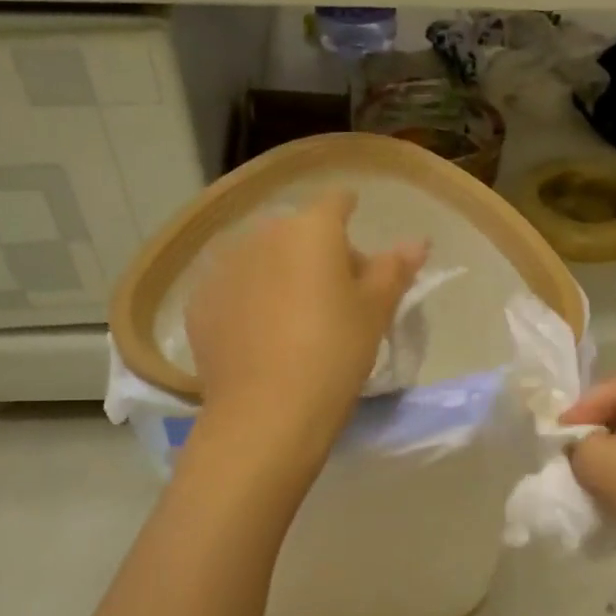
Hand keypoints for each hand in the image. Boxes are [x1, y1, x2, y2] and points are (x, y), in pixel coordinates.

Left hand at [186, 189, 427, 444]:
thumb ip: (394, 269)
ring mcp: (224, 267)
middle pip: (297, 232)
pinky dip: (249, 300)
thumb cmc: (334, 353)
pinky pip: (234, 288)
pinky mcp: (199, 302)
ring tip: (294, 318)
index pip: (336, 202)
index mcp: (311, 229)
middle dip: (317, 252)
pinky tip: (260, 335)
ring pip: (262, 258)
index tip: (357, 236)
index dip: (350, 213)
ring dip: (280, 274)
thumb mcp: (375, 312)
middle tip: (336, 295)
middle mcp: (262, 235)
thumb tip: (416, 241)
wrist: (266, 412)